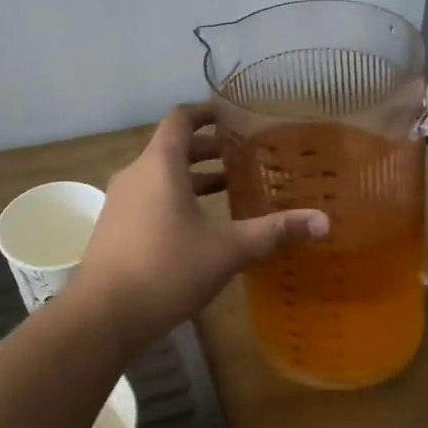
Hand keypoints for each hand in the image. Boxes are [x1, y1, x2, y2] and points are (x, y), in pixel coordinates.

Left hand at [72, 104, 328, 350]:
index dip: (205, 112)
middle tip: (241, 155)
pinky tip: (198, 225)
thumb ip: (273, 232)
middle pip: (172, 147)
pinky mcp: (115, 226)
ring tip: (227, 188)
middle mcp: (136, 173)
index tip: (231, 115)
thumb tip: (324, 222)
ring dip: (191, 176)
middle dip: (206, 148)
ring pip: (160, 175)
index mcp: (159, 165)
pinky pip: (148, 196)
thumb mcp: (226, 250)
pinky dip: (174, 196)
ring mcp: (120, 201)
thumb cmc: (166, 269)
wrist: (103, 315)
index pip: (180, 118)